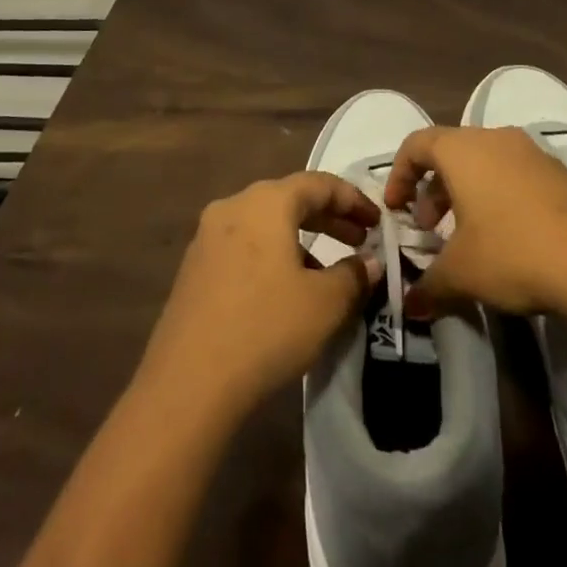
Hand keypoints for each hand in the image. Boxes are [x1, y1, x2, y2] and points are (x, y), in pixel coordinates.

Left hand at [139, 172, 381, 416]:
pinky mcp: (194, 268)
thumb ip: (354, 276)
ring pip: (265, 224)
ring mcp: (208, 236)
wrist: (188, 383)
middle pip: (290, 199)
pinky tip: (287, 290)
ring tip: (328, 272)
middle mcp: (233, 206)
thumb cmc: (266, 328)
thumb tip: (370, 263)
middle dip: (328, 218)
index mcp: (266, 202)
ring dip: (301, 239)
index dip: (353, 200)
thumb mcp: (325, 304)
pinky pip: (244, 246)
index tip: (378, 222)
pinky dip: (273, 255)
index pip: (319, 184)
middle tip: (359, 240)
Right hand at [385, 126, 566, 317]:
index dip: (399, 175)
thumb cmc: (513, 252)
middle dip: (433, 190)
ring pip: (485, 163)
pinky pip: (516, 175)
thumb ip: (429, 286)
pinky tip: (509, 239)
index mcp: (462, 150)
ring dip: (467, 194)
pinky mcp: (562, 173)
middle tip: (432, 231)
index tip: (398, 210)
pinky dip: (499, 197)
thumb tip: (410, 306)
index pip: (416, 144)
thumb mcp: (461, 274)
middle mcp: (495, 139)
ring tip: (469, 238)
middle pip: (451, 152)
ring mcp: (533, 153)